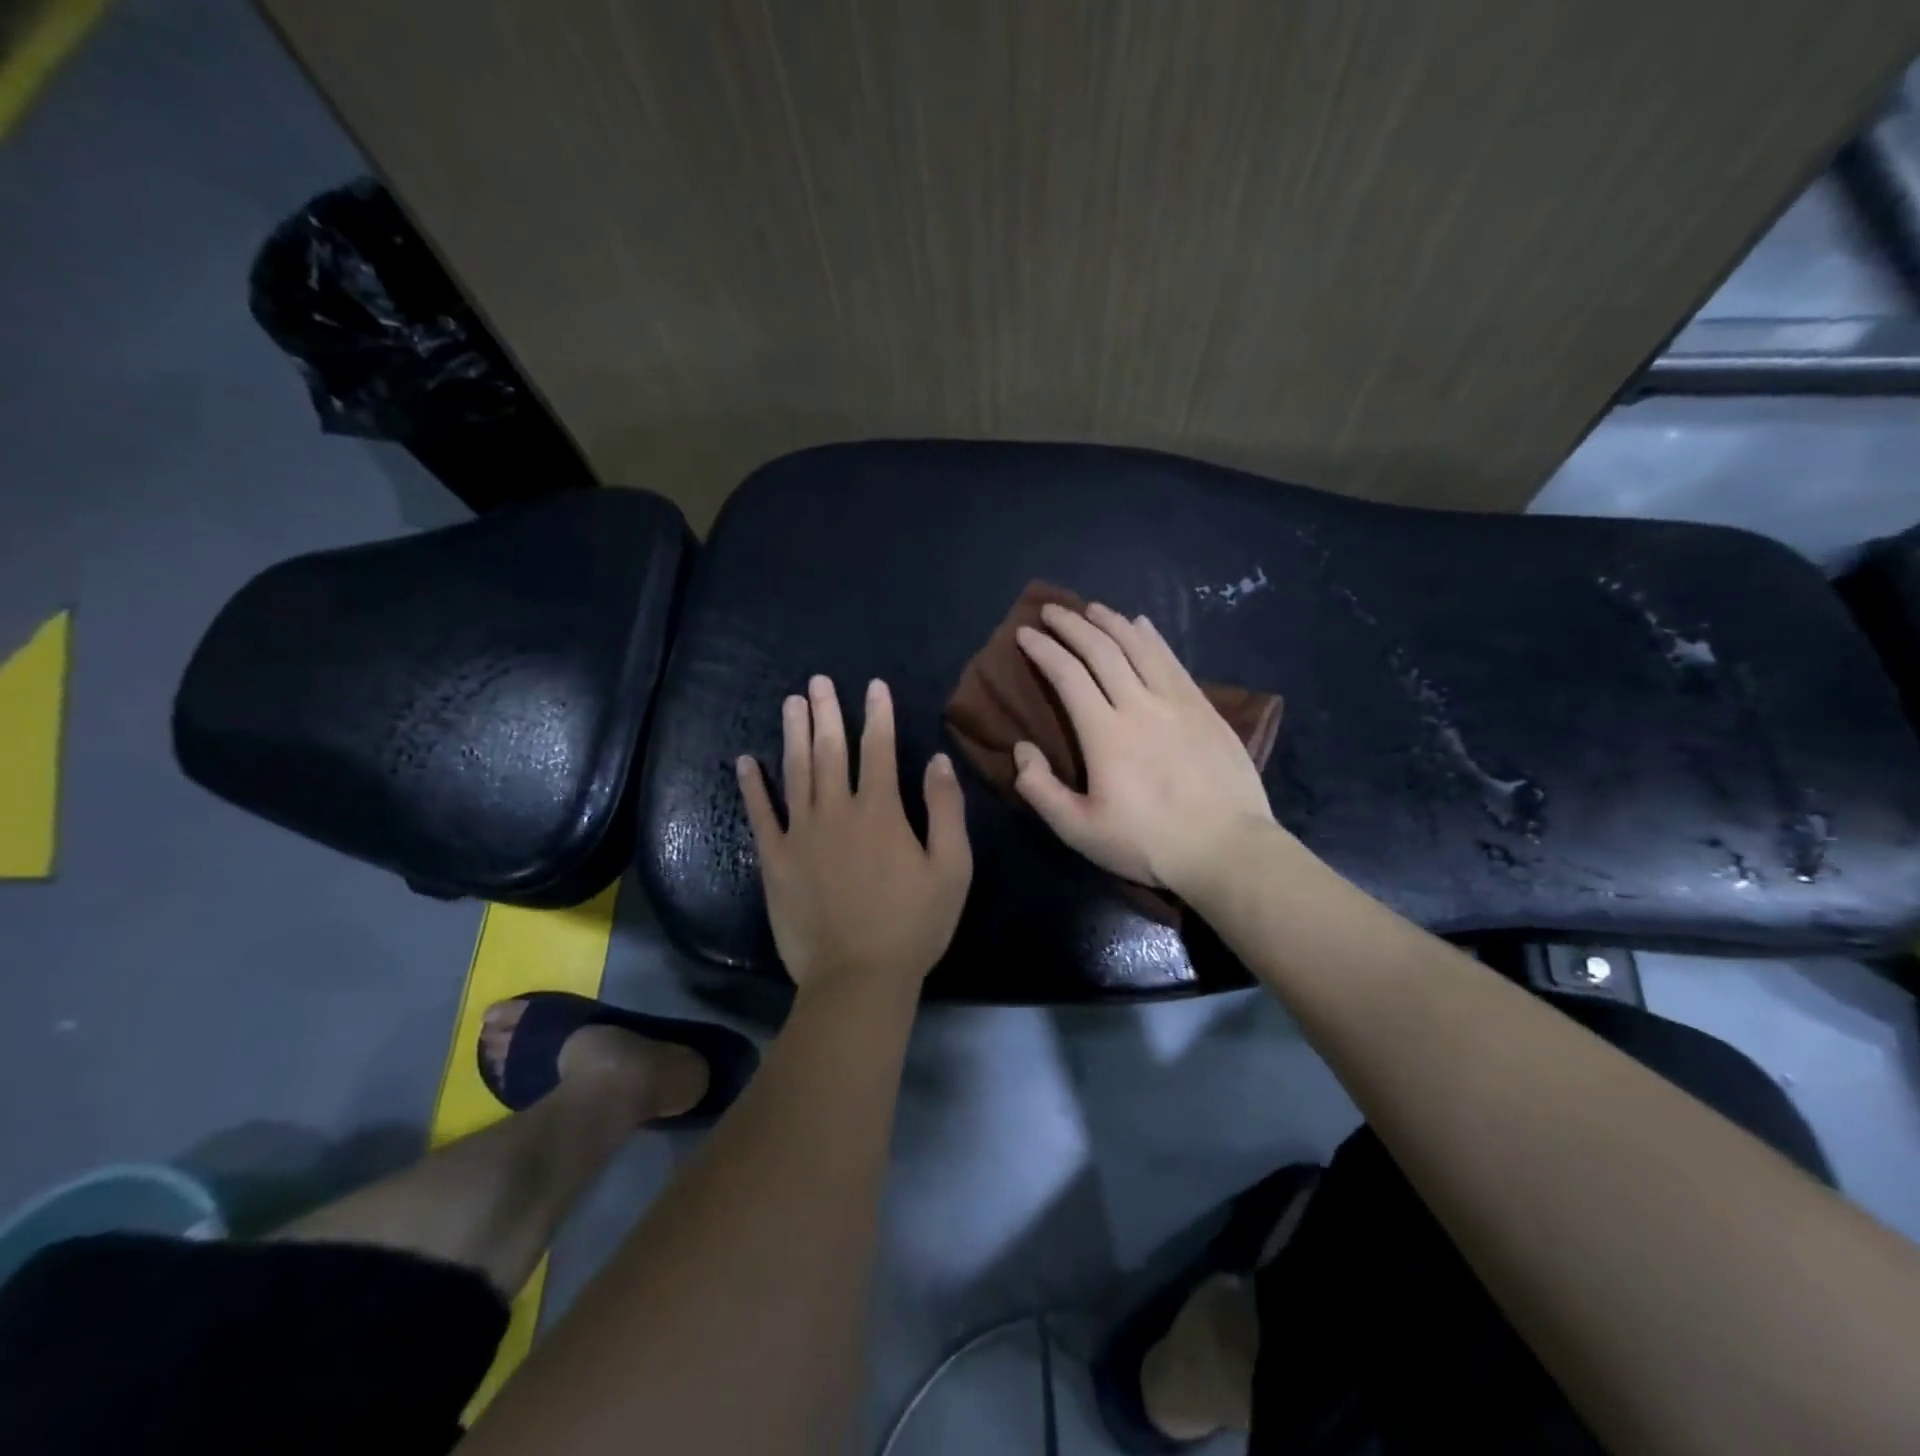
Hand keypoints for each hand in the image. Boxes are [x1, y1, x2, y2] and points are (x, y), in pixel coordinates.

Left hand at [737, 676, 971, 990]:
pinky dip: (752, 786)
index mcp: (880, 811)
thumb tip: (937, 760)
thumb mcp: (952, 868)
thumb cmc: (913, 925)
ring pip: (796, 771)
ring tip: (791, 703)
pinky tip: (745, 761)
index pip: (879, 749)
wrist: (857, 978)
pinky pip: (760, 814)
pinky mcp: (774, 859)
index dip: (877, 715)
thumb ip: (946, 810)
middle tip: (818, 681)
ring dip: (793, 734)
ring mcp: (800, 833)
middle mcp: (837, 811)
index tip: (873, 686)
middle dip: (827, 712)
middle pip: (830, 750)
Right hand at [1013, 602, 1275, 895]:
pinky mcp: (1204, 708)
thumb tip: (1021, 749)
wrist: (1226, 849)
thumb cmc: (1148, 843)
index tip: (1025, 633)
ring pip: (1139, 646)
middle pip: (1101, 649)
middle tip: (1051, 610)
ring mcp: (1177, 702)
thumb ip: (1040, 789)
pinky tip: (1143, 625)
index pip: (1067, 675)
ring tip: (1092, 608)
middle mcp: (1139, 704)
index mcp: (1105, 733)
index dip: (1043, 650)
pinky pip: (1173, 660)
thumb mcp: (1079, 830)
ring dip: (1111, 622)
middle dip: (1071, 624)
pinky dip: (1152, 637)